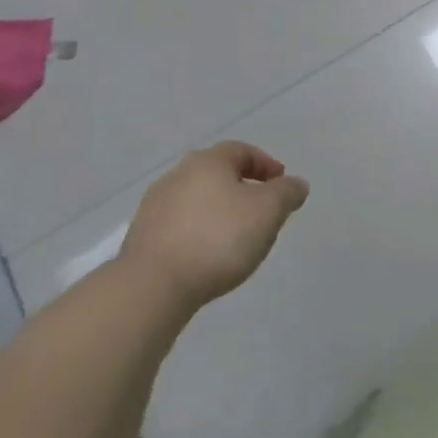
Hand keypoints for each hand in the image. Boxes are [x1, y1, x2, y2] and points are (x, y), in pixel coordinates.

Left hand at [119, 142, 308, 309]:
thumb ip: (287, 193)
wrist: (152, 287)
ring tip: (235, 238)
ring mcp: (155, 206)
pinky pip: (180, 226)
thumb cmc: (218, 239)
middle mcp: (178, 175)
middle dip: (242, 188)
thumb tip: (296, 184)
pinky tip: (207, 255)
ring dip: (218, 211)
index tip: (282, 184)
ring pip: (197, 200)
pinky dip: (198, 232)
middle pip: (217, 174)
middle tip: (261, 211)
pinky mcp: (141, 237)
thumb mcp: (268, 212)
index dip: (266, 165)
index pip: (242, 151)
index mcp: (208, 161)